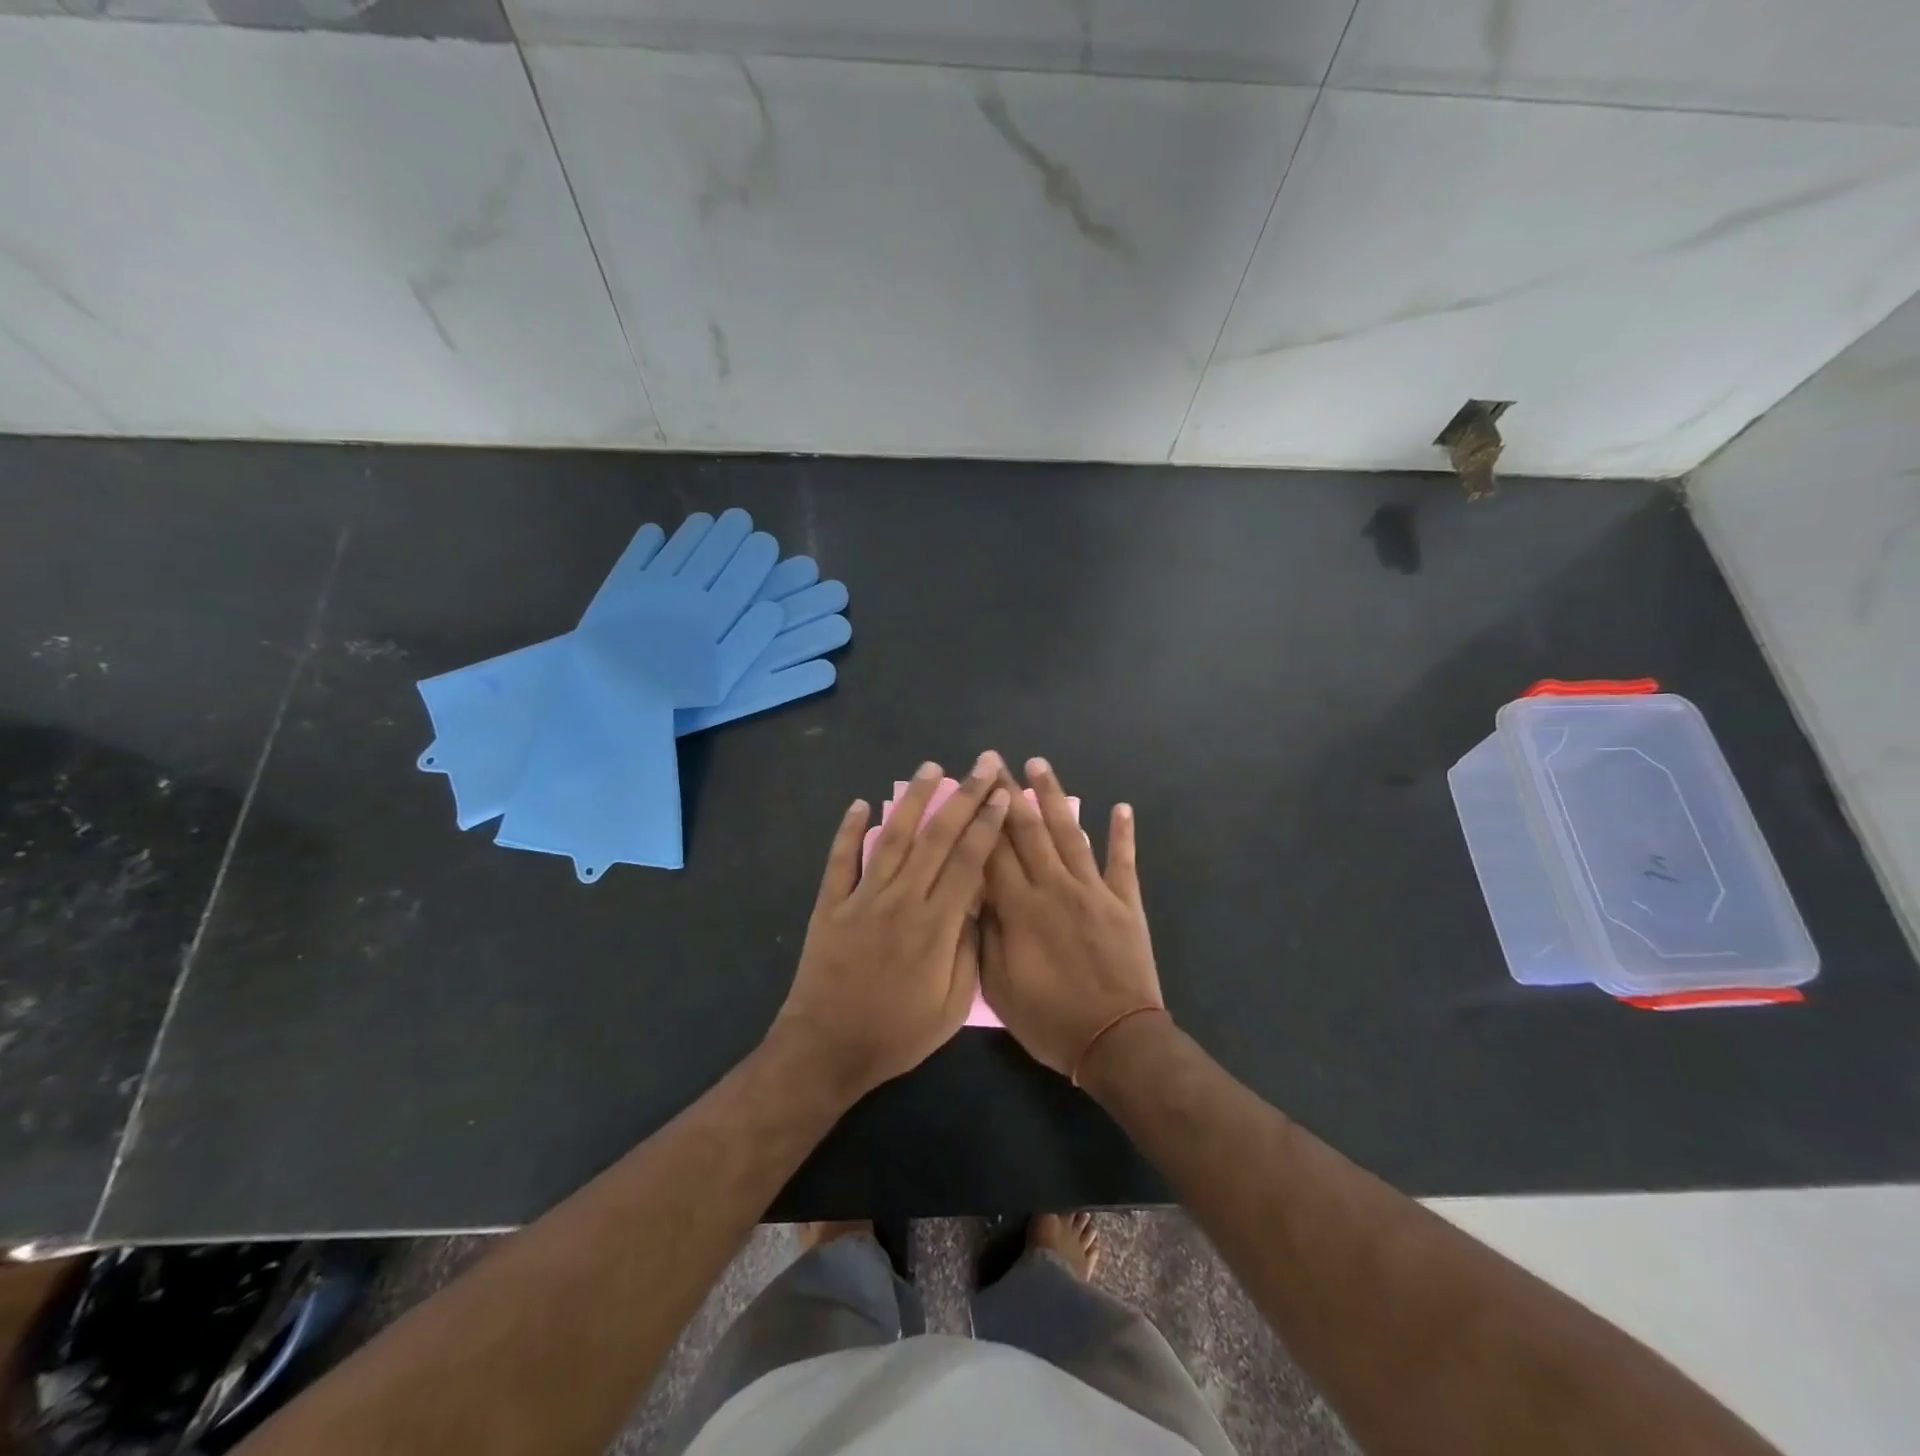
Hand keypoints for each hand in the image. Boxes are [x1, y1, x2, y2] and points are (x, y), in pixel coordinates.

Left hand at [773, 755, 1011, 1100]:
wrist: (827, 1049)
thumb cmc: (896, 1034)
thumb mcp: (951, 1008)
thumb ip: (968, 952)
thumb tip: (977, 905)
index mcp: (935, 926)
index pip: (967, 862)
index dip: (987, 824)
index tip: (1002, 794)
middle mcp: (900, 900)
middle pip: (936, 838)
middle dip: (962, 797)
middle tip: (981, 764)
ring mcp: (861, 898)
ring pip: (891, 837)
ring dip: (912, 799)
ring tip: (930, 768)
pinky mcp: (830, 904)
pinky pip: (841, 860)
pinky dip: (849, 830)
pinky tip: (860, 804)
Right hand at [981, 758, 1163, 1078]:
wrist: (1116, 1041)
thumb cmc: (1050, 1020)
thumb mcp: (999, 986)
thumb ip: (985, 935)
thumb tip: (975, 893)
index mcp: (1020, 908)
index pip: (993, 850)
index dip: (980, 815)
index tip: (970, 785)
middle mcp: (1055, 887)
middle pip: (1028, 830)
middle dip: (1011, 792)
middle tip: (998, 760)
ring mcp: (1094, 890)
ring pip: (1070, 833)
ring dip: (1054, 796)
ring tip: (1040, 764)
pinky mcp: (1124, 902)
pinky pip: (1123, 861)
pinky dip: (1122, 833)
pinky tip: (1121, 807)